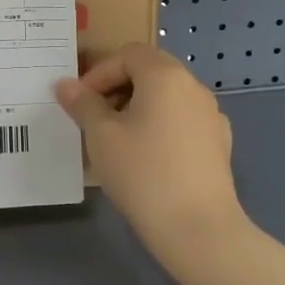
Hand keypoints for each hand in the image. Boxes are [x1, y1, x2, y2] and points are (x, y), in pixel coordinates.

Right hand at [56, 44, 247, 268]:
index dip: (99, 73)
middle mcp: (194, 87)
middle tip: (94, 118)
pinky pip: (182, 122)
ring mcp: (211, 116)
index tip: (80, 103)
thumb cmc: (143, 173)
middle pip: (150, 71)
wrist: (198, 230)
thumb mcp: (101, 137)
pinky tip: (147, 159)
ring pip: (167, 98)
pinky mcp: (219, 144)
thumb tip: (65, 85)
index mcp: (166, 76)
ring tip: (117, 140)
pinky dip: (160, 127)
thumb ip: (82, 104)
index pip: (128, 54)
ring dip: (138, 108)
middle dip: (117, 88)